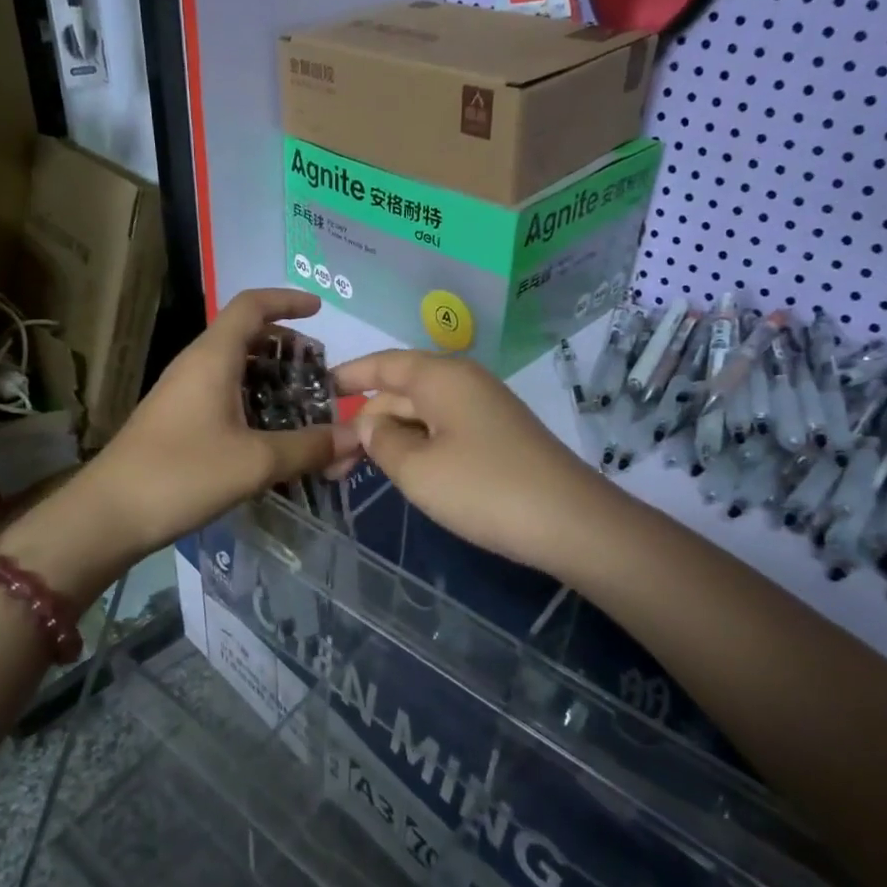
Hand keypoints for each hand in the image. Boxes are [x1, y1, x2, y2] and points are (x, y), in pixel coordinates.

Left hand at [75, 289, 359, 559]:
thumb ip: (310, 447)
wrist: (108, 515)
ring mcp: (182, 393)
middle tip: (319, 376)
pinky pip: (222, 395)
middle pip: (246, 336)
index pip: (252, 305)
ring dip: (270, 379)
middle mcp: (195, 365)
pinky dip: (252, 403)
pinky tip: (270, 437)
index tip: (320, 310)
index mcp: (212, 357)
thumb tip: (358, 437)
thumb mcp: (255, 462)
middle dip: (286, 348)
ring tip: (304, 407)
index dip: (287, 300)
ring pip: (234, 369)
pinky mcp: (176, 420)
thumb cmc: (182, 475)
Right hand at [334, 349, 614, 580]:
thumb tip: (370, 423)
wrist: (570, 522)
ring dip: (388, 437)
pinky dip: (416, 446)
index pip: (383, 364)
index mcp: (440, 377)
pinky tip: (400, 471)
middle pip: (400, 391)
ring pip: (421, 414)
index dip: (348, 375)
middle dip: (363, 420)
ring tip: (353, 470)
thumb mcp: (416, 469)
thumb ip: (381, 440)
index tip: (316, 390)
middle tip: (328, 457)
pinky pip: (443, 430)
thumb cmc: (483, 489)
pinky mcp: (496, 436)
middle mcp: (462, 383)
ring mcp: (483, 409)